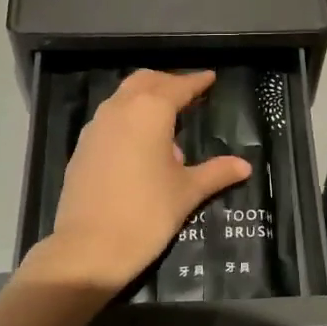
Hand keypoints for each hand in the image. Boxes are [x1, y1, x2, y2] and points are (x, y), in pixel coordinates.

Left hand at [33, 70, 251, 291]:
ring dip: (145, 98)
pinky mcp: (82, 147)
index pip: (178, 87)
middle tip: (189, 94)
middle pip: (146, 82)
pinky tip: (140, 144)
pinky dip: (128, 117)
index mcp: (150, 111)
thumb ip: (216, 173)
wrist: (88, 248)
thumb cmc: (146, 214)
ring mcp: (96, 127)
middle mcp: (120, 109)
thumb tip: (244, 166)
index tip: (210, 77)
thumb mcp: (187, 192)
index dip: (196, 82)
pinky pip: (110, 118)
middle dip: (168, 83)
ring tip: (167, 120)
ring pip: (123, 97)